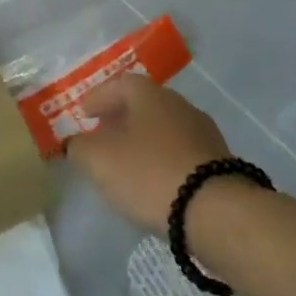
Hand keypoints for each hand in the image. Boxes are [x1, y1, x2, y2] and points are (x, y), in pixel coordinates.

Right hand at [67, 74, 232, 231]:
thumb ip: (80, 147)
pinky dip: (161, 160)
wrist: (215, 211)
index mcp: (151, 96)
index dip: (98, 97)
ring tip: (125, 162)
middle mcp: (181, 106)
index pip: (120, 84)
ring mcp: (204, 134)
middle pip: (145, 105)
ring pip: (164, 129)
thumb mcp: (98, 160)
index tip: (83, 113)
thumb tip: (77, 143)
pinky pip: (180, 153)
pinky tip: (152, 180)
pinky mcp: (218, 164)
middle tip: (101, 134)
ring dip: (142, 140)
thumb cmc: (149, 173)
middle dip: (120, 118)